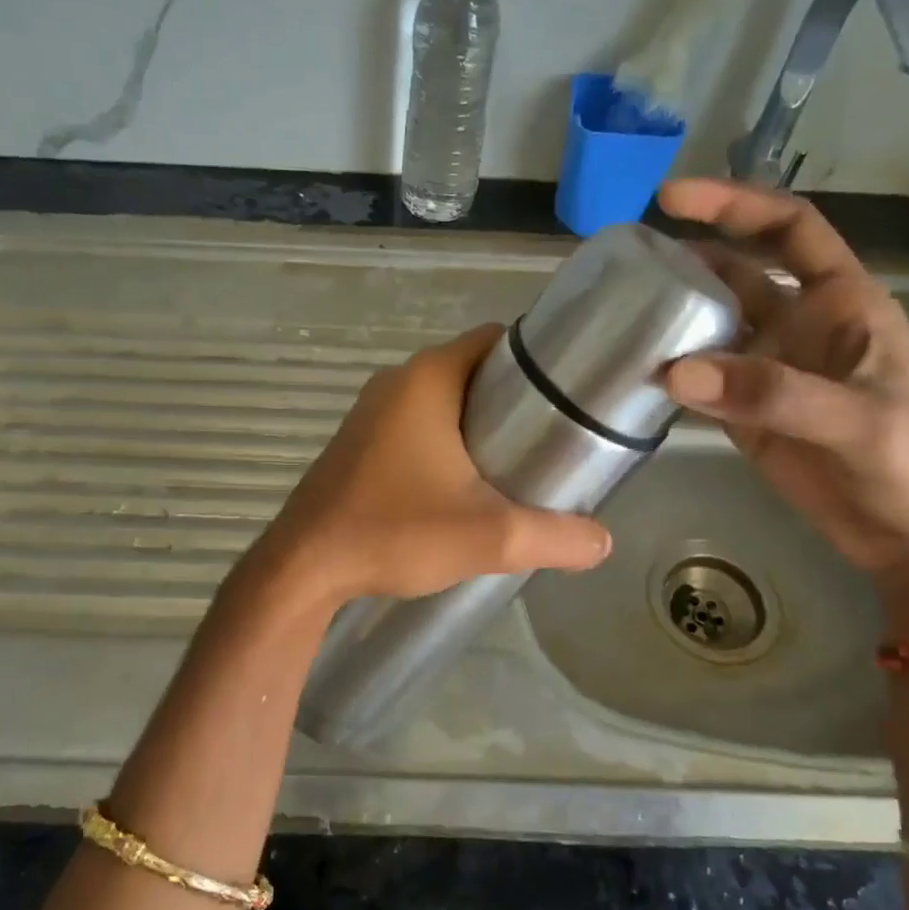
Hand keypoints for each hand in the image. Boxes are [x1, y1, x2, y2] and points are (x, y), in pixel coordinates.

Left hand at [263, 324, 611, 603]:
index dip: (537, 362)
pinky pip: (415, 427)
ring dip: (478, 426)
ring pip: (443, 403)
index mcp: (427, 379)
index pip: (496, 341)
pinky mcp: (359, 445)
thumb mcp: (489, 537)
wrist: (305, 568)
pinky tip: (464, 487)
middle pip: (473, 372)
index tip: (570, 396)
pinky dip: (445, 444)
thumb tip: (603, 543)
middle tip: (554, 441)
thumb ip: (555, 537)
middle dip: (514, 400)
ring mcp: (371, 413)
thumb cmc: (394, 532)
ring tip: (518, 467)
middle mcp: (396, 383)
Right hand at [657, 179, 908, 584]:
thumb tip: (673, 371)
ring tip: (615, 314)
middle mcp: (801, 327)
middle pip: (736, 275)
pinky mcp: (748, 420)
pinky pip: (700, 385)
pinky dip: (670, 378)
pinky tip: (633, 373)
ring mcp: (770, 375)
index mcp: (843, 303)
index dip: (734, 205)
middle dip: (687, 260)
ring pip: (712, 330)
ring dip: (672, 320)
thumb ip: (772, 393)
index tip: (671, 198)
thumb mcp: (861, 422)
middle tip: (623, 263)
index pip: (788, 230)